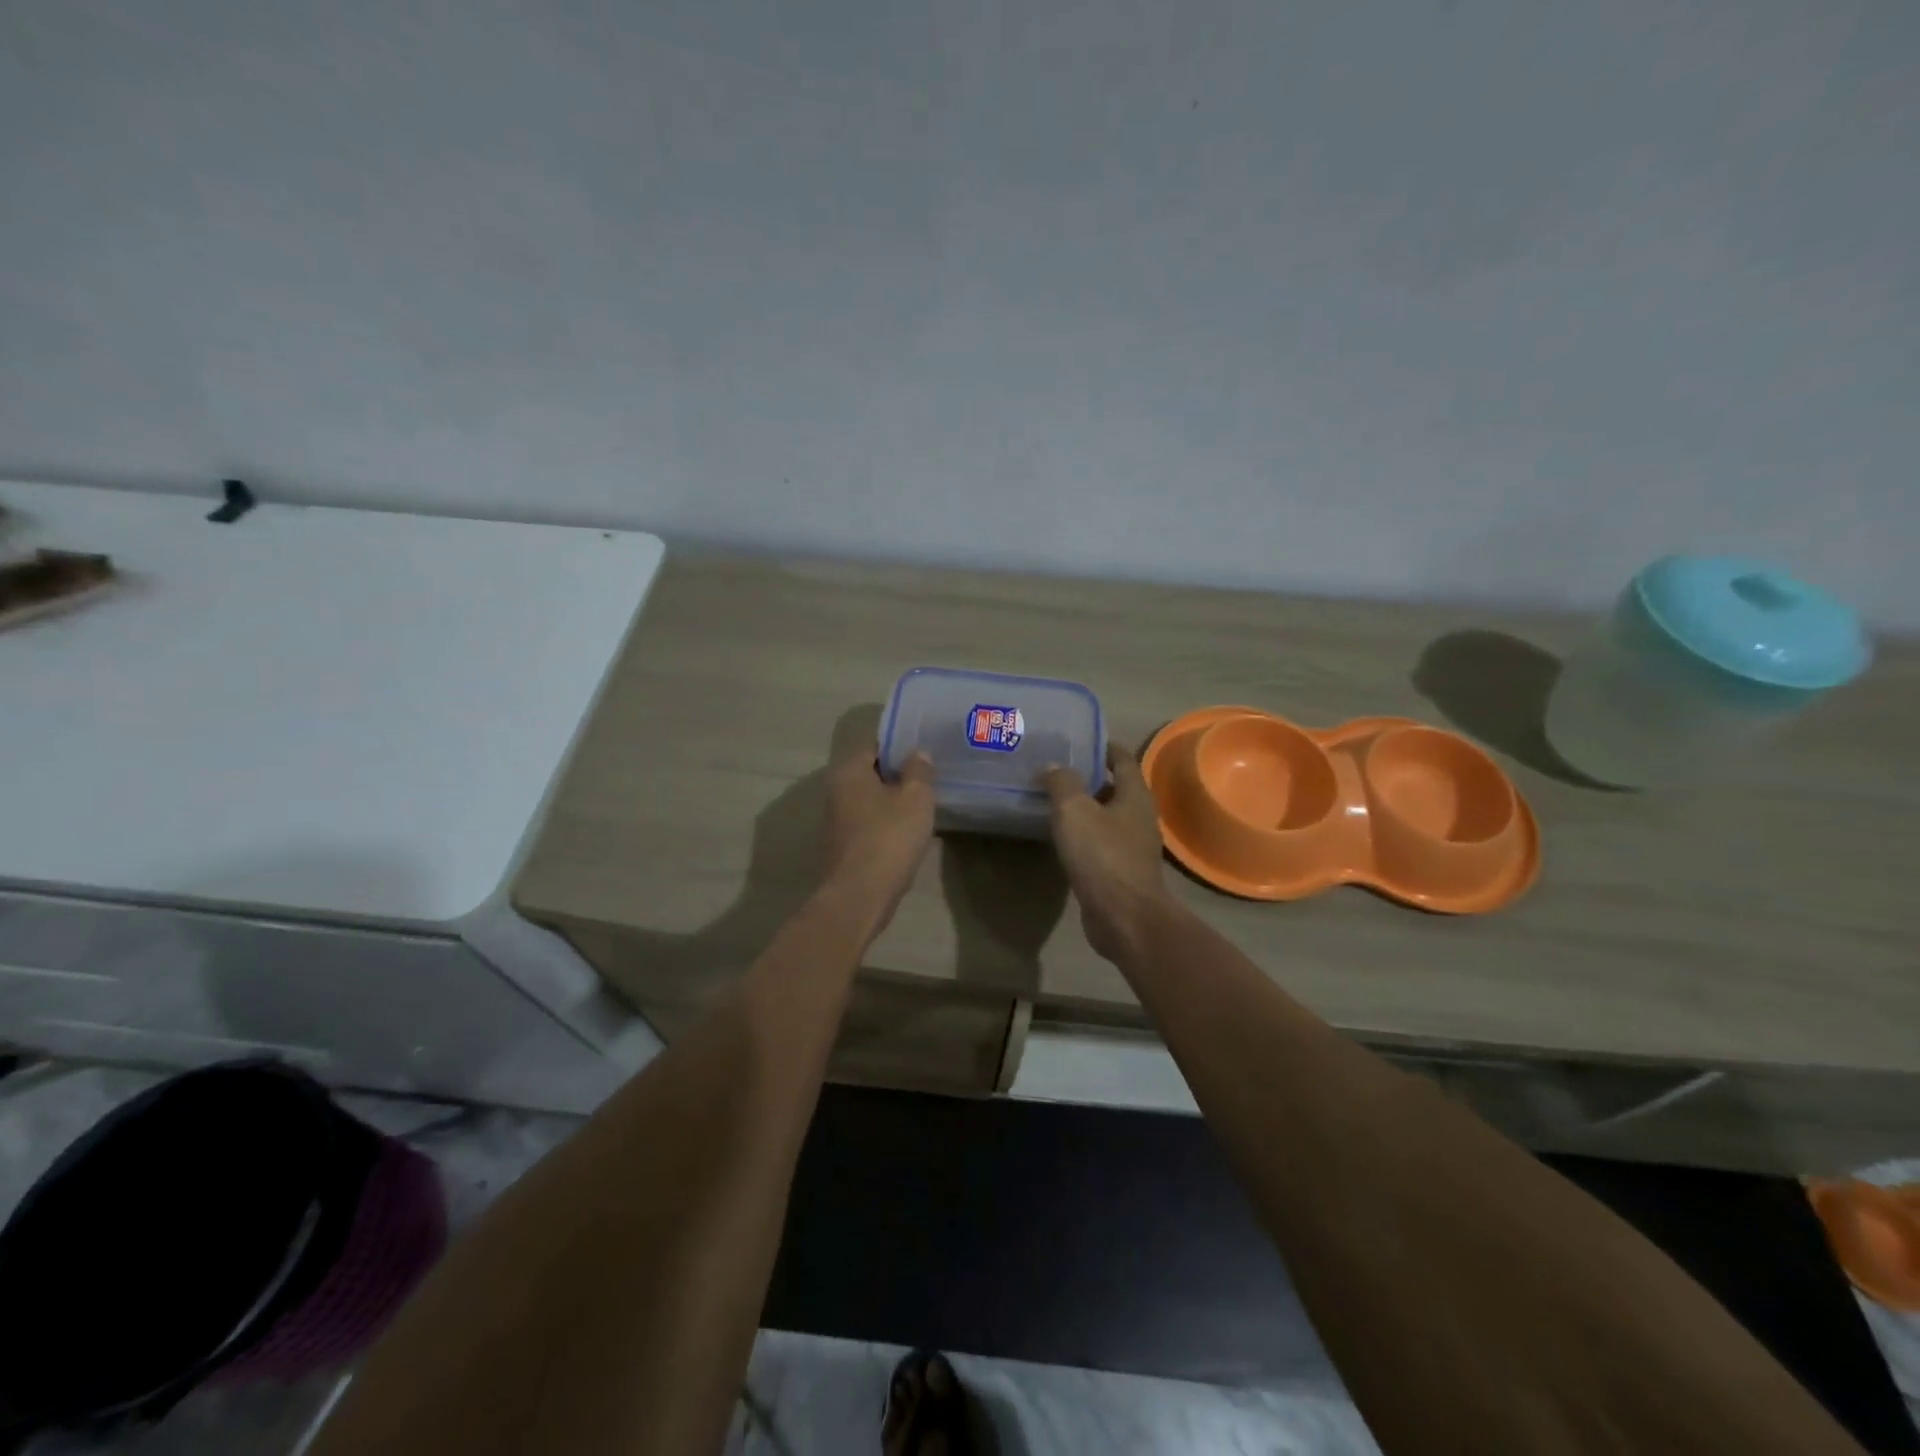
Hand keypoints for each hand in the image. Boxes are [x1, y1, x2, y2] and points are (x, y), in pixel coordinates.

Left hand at [824, 742, 935, 928]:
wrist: (861, 894)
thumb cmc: (890, 837)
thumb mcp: (916, 798)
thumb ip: (919, 771)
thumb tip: (917, 754)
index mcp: (849, 772)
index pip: (875, 747)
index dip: (900, 747)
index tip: (924, 753)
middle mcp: (836, 792)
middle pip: (871, 774)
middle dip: (897, 776)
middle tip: (928, 779)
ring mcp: (837, 822)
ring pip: (870, 801)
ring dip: (893, 802)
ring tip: (923, 806)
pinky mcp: (844, 847)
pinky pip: (869, 825)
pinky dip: (887, 825)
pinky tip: (908, 833)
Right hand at [1044, 745, 1171, 962]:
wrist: (1123, 916)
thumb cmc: (1103, 856)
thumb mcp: (1075, 811)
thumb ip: (1062, 783)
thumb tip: (1053, 766)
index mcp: (1135, 795)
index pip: (1122, 759)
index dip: (1103, 747)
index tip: (1079, 740)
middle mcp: (1139, 817)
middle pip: (1115, 787)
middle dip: (1089, 777)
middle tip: (1056, 769)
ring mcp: (1133, 846)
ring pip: (1107, 816)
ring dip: (1085, 807)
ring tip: (1053, 800)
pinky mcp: (1122, 871)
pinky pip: (1101, 842)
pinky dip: (1084, 834)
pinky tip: (1061, 836)